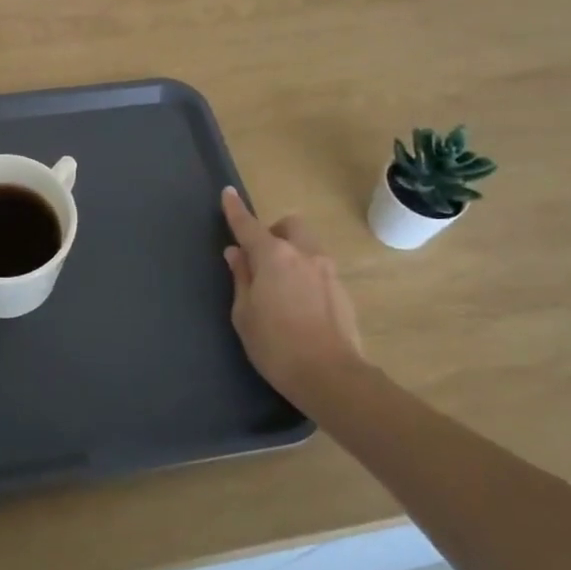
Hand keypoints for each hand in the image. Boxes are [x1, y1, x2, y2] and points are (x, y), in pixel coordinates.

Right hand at [221, 188, 365, 409]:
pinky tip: (300, 305)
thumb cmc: (275, 345)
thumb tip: (237, 254)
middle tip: (261, 258)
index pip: (248, 225)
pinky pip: (319, 270)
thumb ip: (241, 278)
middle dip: (275, 232)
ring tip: (280, 285)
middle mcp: (303, 254)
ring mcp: (327, 271)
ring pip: (308, 246)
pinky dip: (306, 275)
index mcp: (273, 256)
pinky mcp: (342, 291)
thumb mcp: (244, 313)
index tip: (228, 193)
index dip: (235, 209)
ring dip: (293, 253)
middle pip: (290, 226)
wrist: (331, 376)